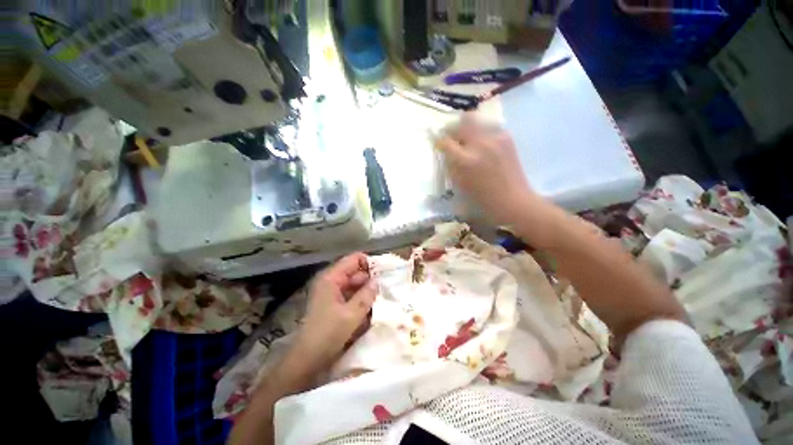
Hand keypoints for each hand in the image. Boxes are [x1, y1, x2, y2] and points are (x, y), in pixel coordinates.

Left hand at [293, 253, 377, 372]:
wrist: (307, 359)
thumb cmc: (328, 334)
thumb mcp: (352, 314)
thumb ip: (367, 294)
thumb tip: (378, 281)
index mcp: (331, 277)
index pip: (355, 259)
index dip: (369, 264)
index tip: (382, 276)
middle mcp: (330, 280)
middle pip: (355, 271)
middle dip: (369, 280)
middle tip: (383, 291)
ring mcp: (331, 291)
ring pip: (354, 284)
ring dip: (366, 291)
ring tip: (378, 301)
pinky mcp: (333, 302)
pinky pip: (351, 294)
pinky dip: (360, 299)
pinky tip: (368, 310)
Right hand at [435, 113, 537, 223]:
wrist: (512, 199)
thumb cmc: (482, 198)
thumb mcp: (459, 184)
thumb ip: (451, 165)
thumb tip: (447, 151)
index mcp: (465, 161)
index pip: (445, 142)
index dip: (439, 141)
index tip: (438, 143)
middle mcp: (479, 144)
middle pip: (461, 122)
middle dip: (453, 129)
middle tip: (452, 137)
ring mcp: (495, 138)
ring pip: (476, 120)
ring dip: (468, 128)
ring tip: (469, 139)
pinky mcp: (507, 137)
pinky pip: (489, 127)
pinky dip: (482, 132)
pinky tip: (484, 144)